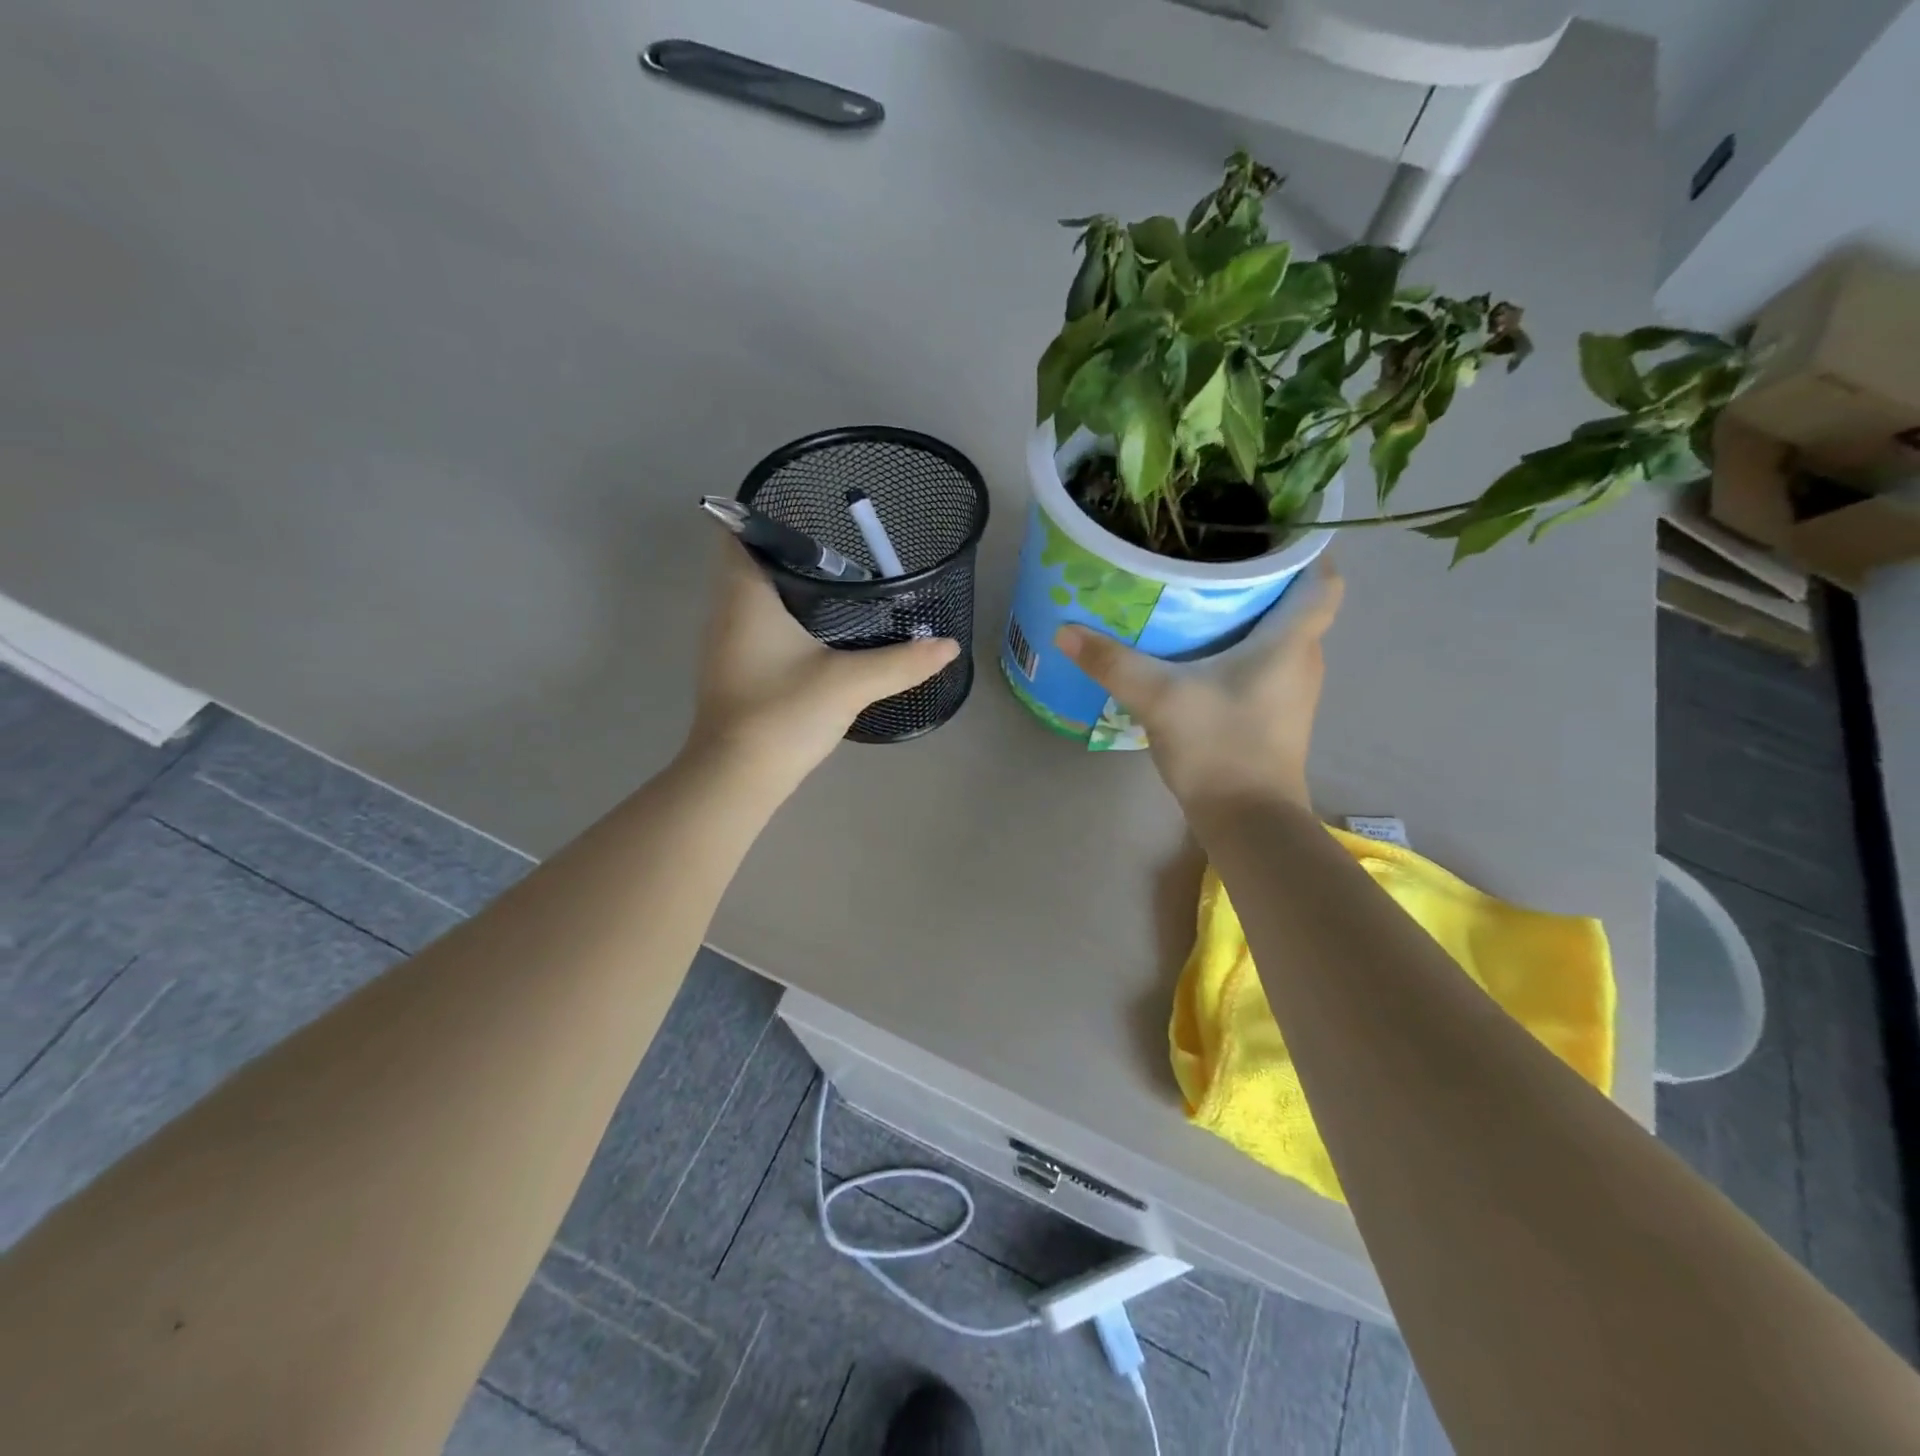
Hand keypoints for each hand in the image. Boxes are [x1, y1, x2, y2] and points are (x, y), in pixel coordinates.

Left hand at [685, 541, 959, 788]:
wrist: (737, 777)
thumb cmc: (783, 714)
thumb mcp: (850, 683)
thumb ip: (902, 662)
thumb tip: (949, 645)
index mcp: (745, 596)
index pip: (740, 533)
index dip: (770, 516)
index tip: (812, 514)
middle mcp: (726, 611)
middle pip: (750, 562)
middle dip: (791, 552)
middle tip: (843, 551)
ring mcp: (725, 643)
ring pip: (753, 596)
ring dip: (788, 586)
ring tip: (839, 585)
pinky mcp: (734, 670)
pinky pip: (756, 625)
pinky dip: (784, 617)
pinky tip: (820, 632)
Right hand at [1055, 558, 1343, 813]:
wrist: (1248, 821)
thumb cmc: (1219, 747)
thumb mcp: (1159, 697)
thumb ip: (1112, 662)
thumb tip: (1065, 630)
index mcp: (1291, 641)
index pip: (1323, 580)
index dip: (1307, 550)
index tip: (1271, 531)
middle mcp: (1303, 660)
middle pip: (1295, 604)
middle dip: (1261, 578)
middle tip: (1214, 556)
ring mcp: (1292, 692)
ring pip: (1280, 636)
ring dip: (1250, 615)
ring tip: (1202, 596)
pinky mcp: (1276, 716)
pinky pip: (1265, 665)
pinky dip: (1241, 649)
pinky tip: (1200, 652)